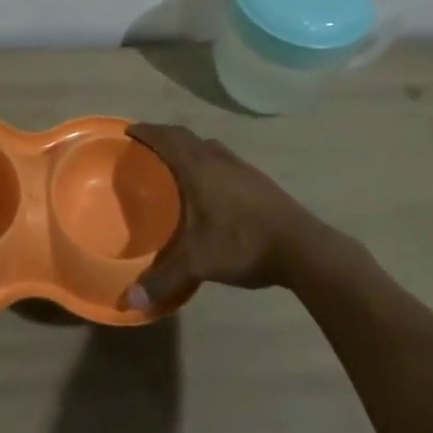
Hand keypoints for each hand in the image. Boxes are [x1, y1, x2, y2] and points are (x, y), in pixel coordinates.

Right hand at [123, 123, 314, 311]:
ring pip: (206, 146)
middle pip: (185, 136)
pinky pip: (222, 158)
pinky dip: (207, 160)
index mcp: (198, 167)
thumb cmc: (242, 243)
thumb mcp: (198, 262)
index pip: (166, 138)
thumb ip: (163, 279)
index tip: (129, 131)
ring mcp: (241, 167)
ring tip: (175, 163)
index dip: (146, 132)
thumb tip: (130, 300)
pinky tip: (209, 185)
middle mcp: (217, 158)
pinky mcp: (257, 179)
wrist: (303, 248)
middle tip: (146, 146)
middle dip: (163, 136)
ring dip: (188, 147)